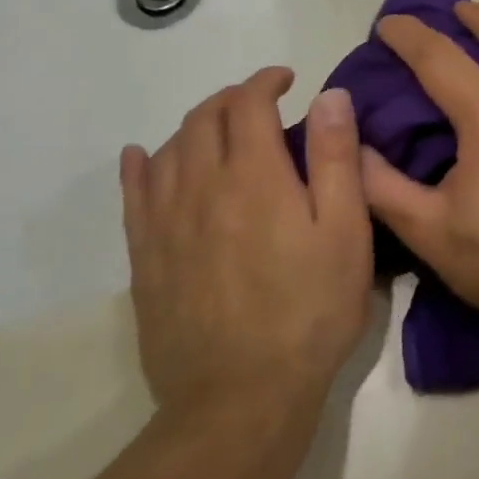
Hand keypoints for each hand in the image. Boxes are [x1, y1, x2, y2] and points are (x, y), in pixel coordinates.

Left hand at [119, 68, 371, 418]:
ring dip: (194, 126)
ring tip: (219, 130)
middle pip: (203, 119)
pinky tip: (142, 156)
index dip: (266, 81)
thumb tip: (328, 96)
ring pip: (168, 149)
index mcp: (254, 175)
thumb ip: (336, 158)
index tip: (287, 80)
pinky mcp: (144, 259)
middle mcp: (200, 186)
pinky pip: (133, 196)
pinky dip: (139, 165)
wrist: (241, 398)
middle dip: (232, 98)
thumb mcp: (346, 231)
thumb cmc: (310, 310)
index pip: (248, 104)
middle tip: (260, 104)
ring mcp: (165, 223)